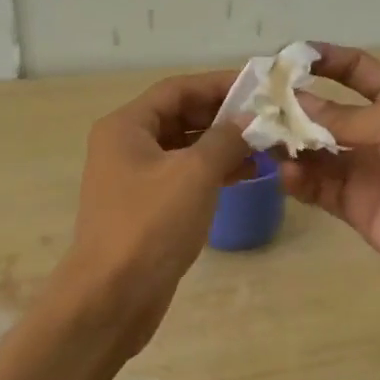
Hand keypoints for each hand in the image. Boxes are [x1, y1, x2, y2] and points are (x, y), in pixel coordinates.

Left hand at [59, 70, 251, 349]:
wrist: (112, 295)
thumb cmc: (150, 226)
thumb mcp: (194, 175)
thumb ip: (225, 140)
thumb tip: (249, 120)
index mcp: (126, 126)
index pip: (177, 89)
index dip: (218, 84)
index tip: (259, 86)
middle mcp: (125, 146)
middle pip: (179, 117)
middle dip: (223, 117)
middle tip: (268, 118)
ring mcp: (134, 180)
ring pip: (183, 150)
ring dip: (221, 146)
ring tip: (265, 148)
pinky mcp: (145, 209)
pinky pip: (182, 178)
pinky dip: (211, 174)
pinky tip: (244, 176)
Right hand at [277, 46, 379, 295]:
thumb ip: (347, 116)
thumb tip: (294, 102)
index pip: (354, 71)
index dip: (323, 60)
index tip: (284, 57)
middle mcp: (376, 132)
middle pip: (324, 113)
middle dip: (291, 107)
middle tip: (254, 108)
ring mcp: (363, 171)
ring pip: (313, 152)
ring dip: (289, 145)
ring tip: (263, 143)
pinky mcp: (354, 207)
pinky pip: (317, 188)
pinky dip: (297, 181)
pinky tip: (286, 175)